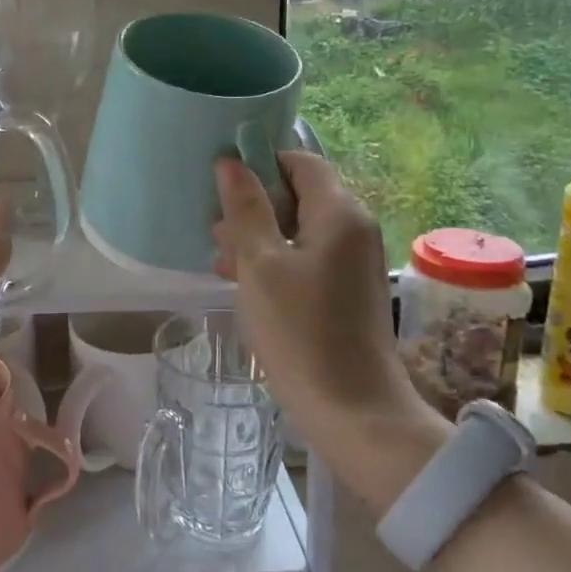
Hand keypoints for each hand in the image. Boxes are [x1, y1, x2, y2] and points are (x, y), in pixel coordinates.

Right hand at [212, 153, 449, 507]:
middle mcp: (354, 228)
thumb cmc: (300, 331)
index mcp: (339, 213)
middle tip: (216, 232)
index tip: (223, 185)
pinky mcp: (348, 290)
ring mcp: (354, 261)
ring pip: (299, 229)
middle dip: (254, 206)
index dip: (260, 164)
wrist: (352, 410)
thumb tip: (231, 163)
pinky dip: (276, 261)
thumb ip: (246, 209)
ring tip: (221, 261)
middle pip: (299, 194)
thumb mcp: (261, 265)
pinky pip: (308, 257)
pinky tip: (243, 282)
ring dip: (259, 237)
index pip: (300, 161)